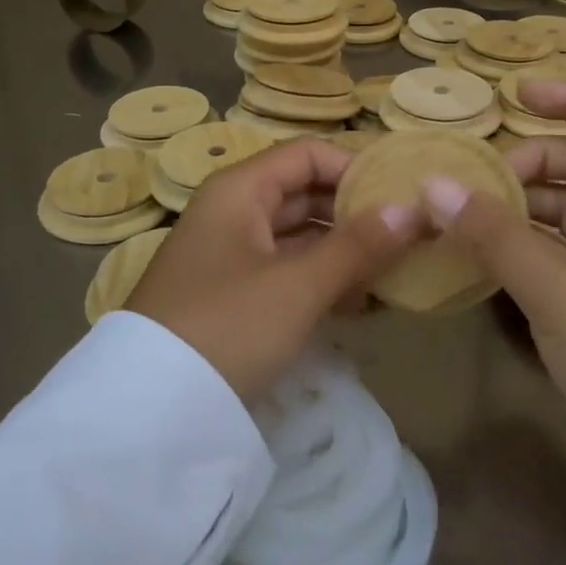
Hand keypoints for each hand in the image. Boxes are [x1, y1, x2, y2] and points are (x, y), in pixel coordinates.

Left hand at [128, 139, 421, 403]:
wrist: (152, 408)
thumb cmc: (228, 325)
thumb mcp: (298, 285)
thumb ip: (358, 246)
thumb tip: (413, 210)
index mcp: (240, 190)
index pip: (308, 155)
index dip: (355, 168)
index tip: (402, 196)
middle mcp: (234, 213)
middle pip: (305, 194)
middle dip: (356, 214)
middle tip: (409, 236)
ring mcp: (231, 256)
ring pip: (299, 238)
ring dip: (345, 253)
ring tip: (394, 274)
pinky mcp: (234, 296)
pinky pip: (288, 273)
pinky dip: (322, 282)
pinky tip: (360, 305)